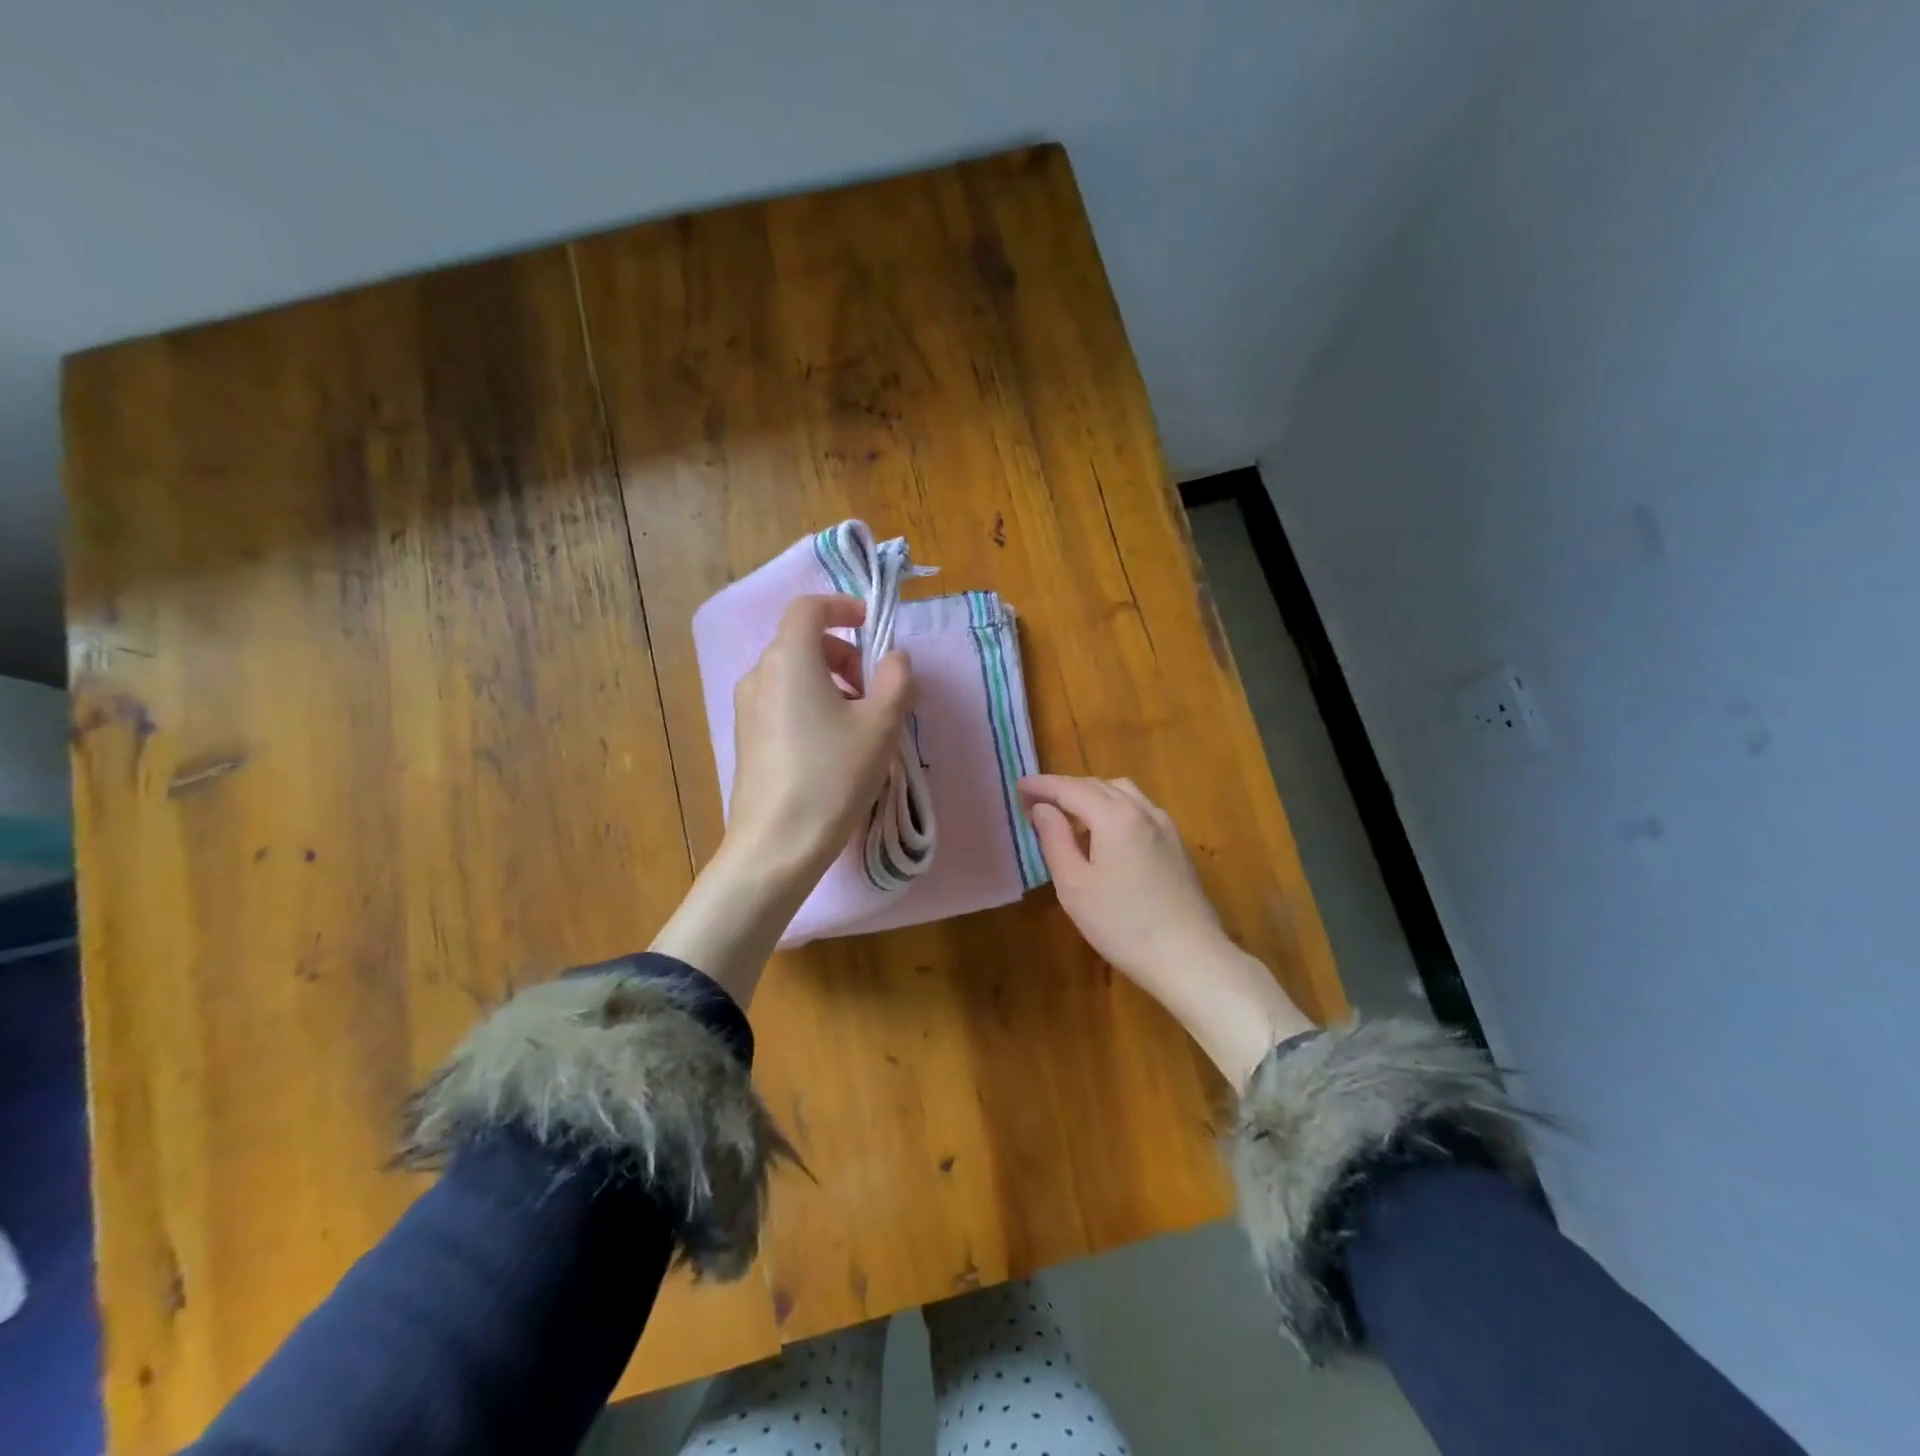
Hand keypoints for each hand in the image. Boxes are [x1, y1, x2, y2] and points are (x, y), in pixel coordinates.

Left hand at [728, 594, 913, 881]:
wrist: (777, 844)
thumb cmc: (833, 776)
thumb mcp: (880, 725)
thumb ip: (896, 680)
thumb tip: (895, 657)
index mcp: (789, 659)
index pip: (808, 607)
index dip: (841, 607)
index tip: (871, 626)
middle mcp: (760, 674)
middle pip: (802, 642)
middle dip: (844, 654)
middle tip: (875, 690)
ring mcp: (747, 707)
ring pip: (793, 674)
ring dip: (830, 681)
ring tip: (859, 723)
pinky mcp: (746, 737)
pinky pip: (782, 701)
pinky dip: (810, 704)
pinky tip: (832, 746)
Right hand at [1019, 774, 1312, 1088]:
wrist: (1190, 958)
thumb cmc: (1122, 924)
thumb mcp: (1074, 885)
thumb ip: (1055, 839)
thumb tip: (1042, 808)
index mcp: (1115, 815)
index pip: (1070, 788)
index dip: (1042, 785)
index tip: (1018, 786)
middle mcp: (1143, 810)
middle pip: (1097, 785)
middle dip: (1064, 788)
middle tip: (1036, 802)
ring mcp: (1165, 826)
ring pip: (1122, 793)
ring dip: (1091, 795)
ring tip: (1068, 814)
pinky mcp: (1176, 844)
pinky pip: (1138, 810)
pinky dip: (1113, 808)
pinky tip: (1104, 834)